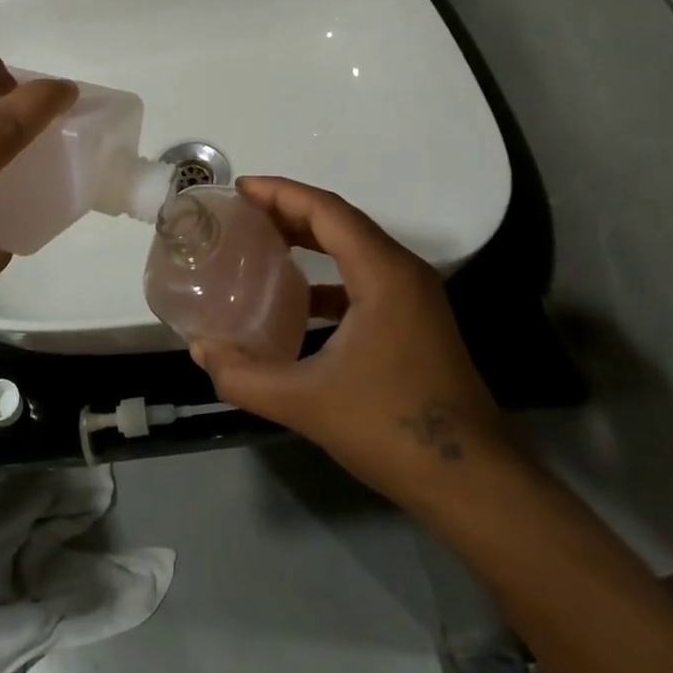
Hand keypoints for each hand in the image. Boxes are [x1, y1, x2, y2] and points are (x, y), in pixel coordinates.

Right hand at [190, 176, 513, 502]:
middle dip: (290, 209)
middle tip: (243, 211)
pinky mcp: (416, 322)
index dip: (281, 192)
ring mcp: (415, 298)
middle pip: (341, 221)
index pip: (327, 210)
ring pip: (355, 248)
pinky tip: (297, 297)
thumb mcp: (305, 402)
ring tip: (263, 241)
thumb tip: (200, 350)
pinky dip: (327, 273)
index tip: (240, 188)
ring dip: (310, 238)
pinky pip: (364, 277)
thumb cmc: (391, 428)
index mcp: (383, 274)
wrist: (473, 483)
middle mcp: (404, 273)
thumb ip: (243, 376)